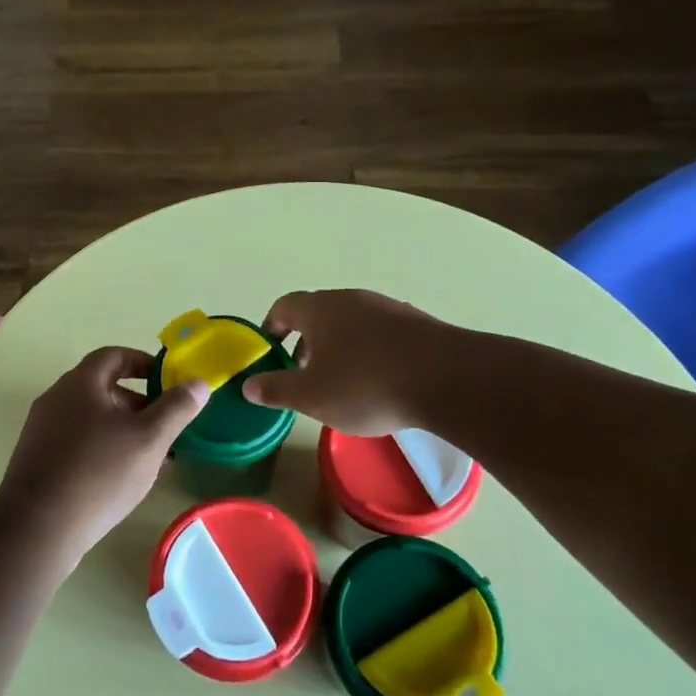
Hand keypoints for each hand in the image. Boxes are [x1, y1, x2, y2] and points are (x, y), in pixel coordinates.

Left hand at [0, 347, 209, 566]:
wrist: (36, 529)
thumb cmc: (98, 473)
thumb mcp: (149, 439)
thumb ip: (176, 408)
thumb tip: (199, 382)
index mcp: (80, 384)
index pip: (113, 356)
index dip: (143, 362)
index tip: (167, 380)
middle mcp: (56, 399)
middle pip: (102, 387)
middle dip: (137, 401)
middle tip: (165, 423)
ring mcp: (42, 430)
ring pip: (90, 418)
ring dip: (122, 428)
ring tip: (150, 455)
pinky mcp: (37, 460)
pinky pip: (76, 442)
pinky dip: (102, 448)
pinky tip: (120, 478)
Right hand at [241, 289, 448, 435]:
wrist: (446, 378)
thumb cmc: (365, 385)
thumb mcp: (311, 396)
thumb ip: (277, 389)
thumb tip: (249, 385)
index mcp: (319, 309)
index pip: (284, 306)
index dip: (272, 326)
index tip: (269, 348)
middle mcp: (350, 298)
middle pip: (318, 312)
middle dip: (306, 340)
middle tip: (304, 371)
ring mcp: (386, 307)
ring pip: (351, 322)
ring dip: (339, 345)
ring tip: (342, 380)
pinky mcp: (416, 322)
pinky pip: (381, 332)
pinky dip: (370, 350)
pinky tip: (380, 380)